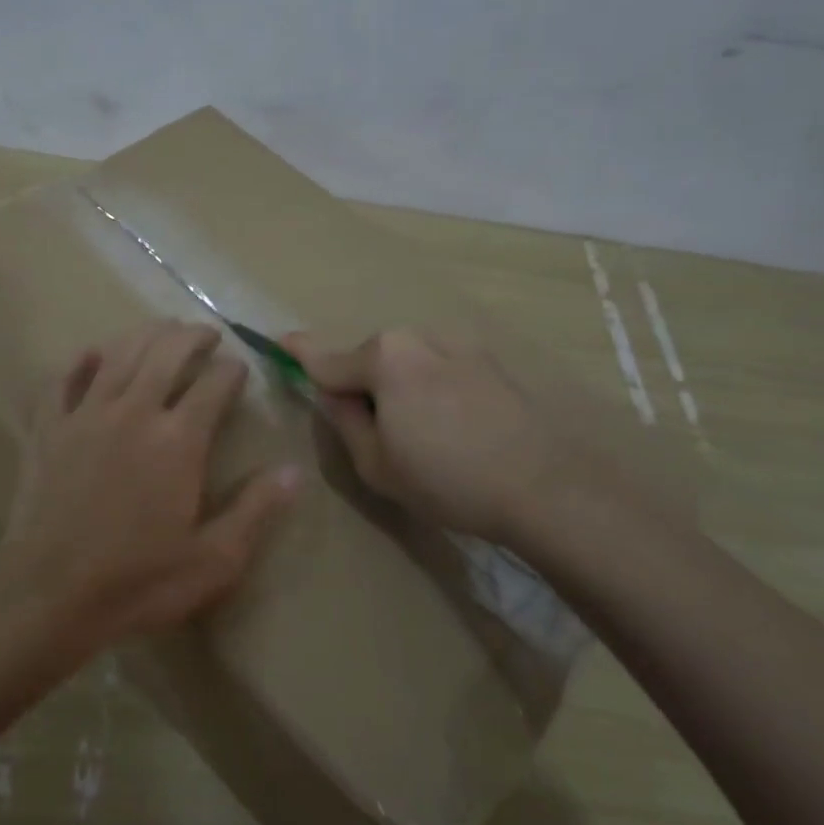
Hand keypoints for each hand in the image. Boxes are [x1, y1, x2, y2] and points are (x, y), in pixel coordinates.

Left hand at [4, 320, 299, 648]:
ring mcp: (85, 416)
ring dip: (144, 335)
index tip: (240, 368)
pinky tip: (91, 354)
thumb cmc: (138, 581)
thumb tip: (294, 471)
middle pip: (165, 353)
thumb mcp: (214, 559)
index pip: (213, 385)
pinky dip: (79, 362)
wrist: (49, 595)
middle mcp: (133, 412)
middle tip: (206, 334)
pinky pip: (62, 381)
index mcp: (178, 440)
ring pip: (118, 355)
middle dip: (191, 337)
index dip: (232, 370)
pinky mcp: (48, 430)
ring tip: (161, 329)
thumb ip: (256, 510)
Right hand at [284, 328, 585, 540]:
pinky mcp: (490, 359)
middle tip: (376, 435)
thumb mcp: (375, 463)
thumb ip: (344, 420)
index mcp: (384, 359)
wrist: (545, 487)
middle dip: (362, 385)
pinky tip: (455, 426)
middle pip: (370, 359)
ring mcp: (459, 343)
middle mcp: (418, 338)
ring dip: (399, 386)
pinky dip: (431, 386)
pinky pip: (439, 366)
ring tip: (423, 435)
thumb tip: (334, 395)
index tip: (278, 340)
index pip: (326, 358)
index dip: (298, 353)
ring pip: (407, 361)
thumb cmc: (447, 480)